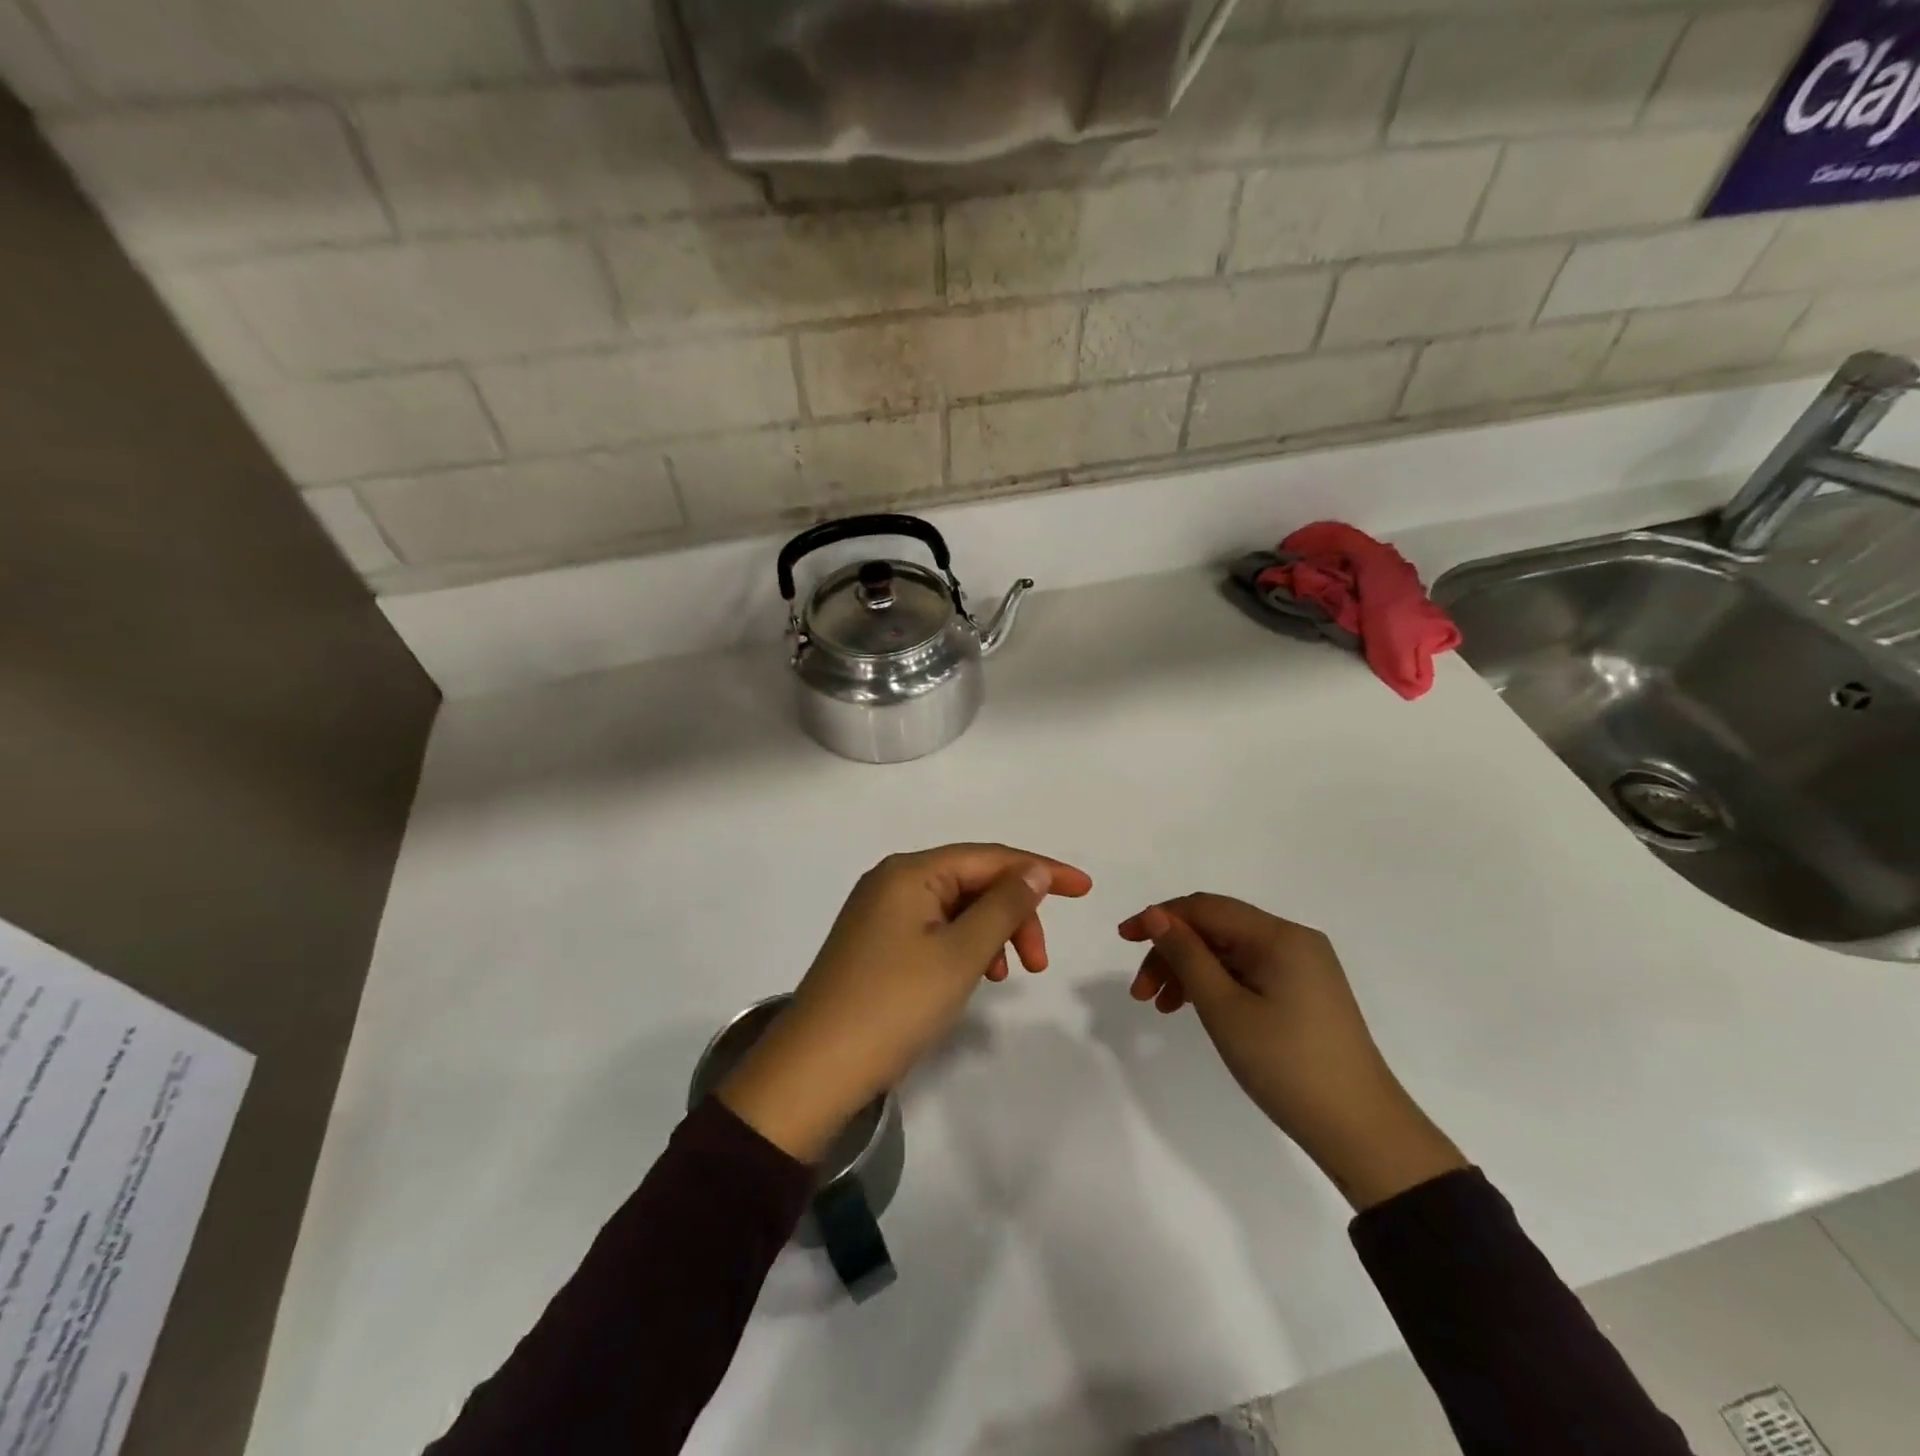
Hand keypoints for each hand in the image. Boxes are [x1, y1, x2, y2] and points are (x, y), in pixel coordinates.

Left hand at [720, 844, 1093, 1161]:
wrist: (815, 1070)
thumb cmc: (894, 1005)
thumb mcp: (960, 954)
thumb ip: (1003, 907)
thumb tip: (1034, 871)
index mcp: (911, 872)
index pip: (989, 857)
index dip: (1041, 870)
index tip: (1085, 890)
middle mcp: (893, 881)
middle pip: (972, 881)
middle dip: (1014, 913)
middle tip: (1039, 963)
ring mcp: (880, 912)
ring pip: (955, 908)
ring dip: (991, 933)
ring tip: (1007, 976)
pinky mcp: (876, 943)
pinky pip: (934, 930)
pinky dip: (964, 948)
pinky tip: (974, 977)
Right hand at [1120, 895, 1465, 1209]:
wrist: (1362, 1132)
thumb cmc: (1287, 1065)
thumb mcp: (1224, 1008)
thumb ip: (1186, 956)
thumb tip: (1155, 915)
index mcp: (1279, 936)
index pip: (1205, 908)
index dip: (1159, 917)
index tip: (1122, 939)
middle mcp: (1293, 941)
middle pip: (1216, 929)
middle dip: (1172, 952)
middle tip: (1140, 993)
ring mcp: (1302, 967)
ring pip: (1229, 953)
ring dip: (1189, 971)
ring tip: (1160, 1007)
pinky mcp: (1304, 993)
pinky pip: (1247, 973)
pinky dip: (1215, 985)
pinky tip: (1194, 1009)